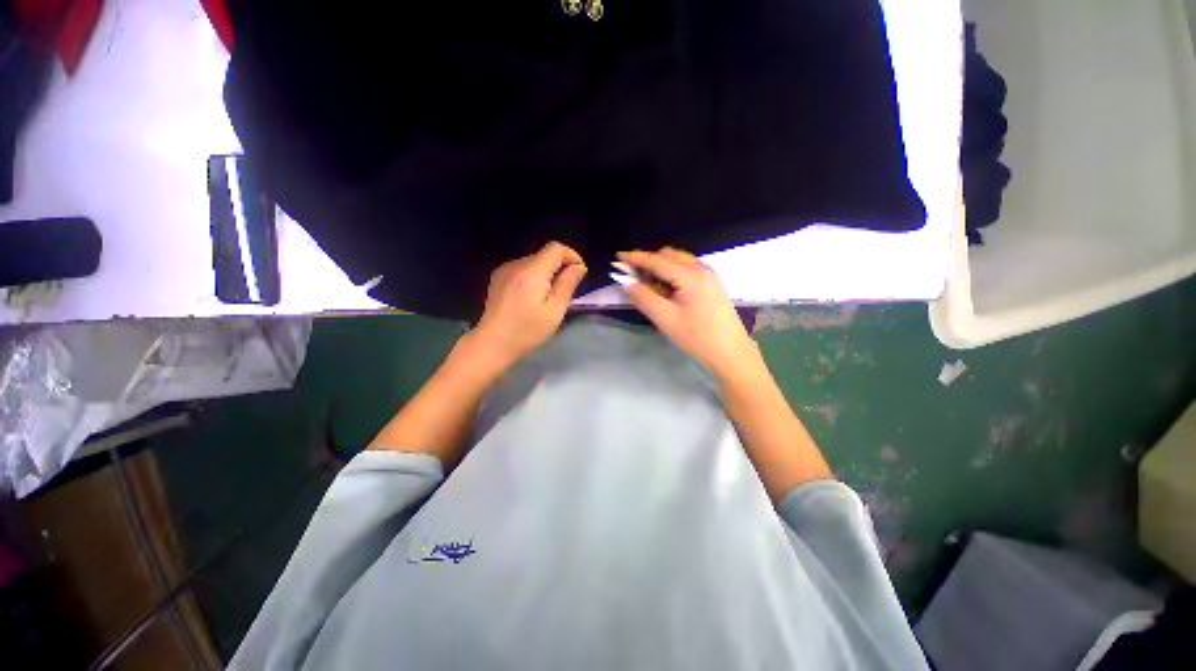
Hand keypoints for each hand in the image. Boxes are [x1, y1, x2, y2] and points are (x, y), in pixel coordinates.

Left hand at [470, 241, 586, 368]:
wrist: (492, 343)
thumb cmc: (527, 331)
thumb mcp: (554, 311)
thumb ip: (567, 284)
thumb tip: (578, 267)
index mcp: (531, 271)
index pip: (556, 248)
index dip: (572, 256)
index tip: (579, 273)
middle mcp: (516, 264)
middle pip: (544, 255)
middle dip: (560, 267)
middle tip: (565, 292)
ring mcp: (504, 270)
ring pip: (534, 262)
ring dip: (546, 273)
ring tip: (548, 297)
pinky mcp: (498, 278)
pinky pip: (522, 269)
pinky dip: (533, 277)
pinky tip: (531, 297)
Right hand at [618, 247, 760, 378]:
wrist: (730, 352)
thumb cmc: (697, 338)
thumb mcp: (666, 319)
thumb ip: (644, 298)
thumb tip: (627, 283)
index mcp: (691, 276)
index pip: (657, 260)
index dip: (636, 258)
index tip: (618, 257)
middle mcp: (701, 269)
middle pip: (669, 254)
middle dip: (648, 261)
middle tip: (632, 276)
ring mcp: (709, 275)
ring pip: (679, 260)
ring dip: (660, 266)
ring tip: (647, 284)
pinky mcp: (712, 283)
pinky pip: (687, 268)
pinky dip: (672, 272)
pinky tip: (666, 288)